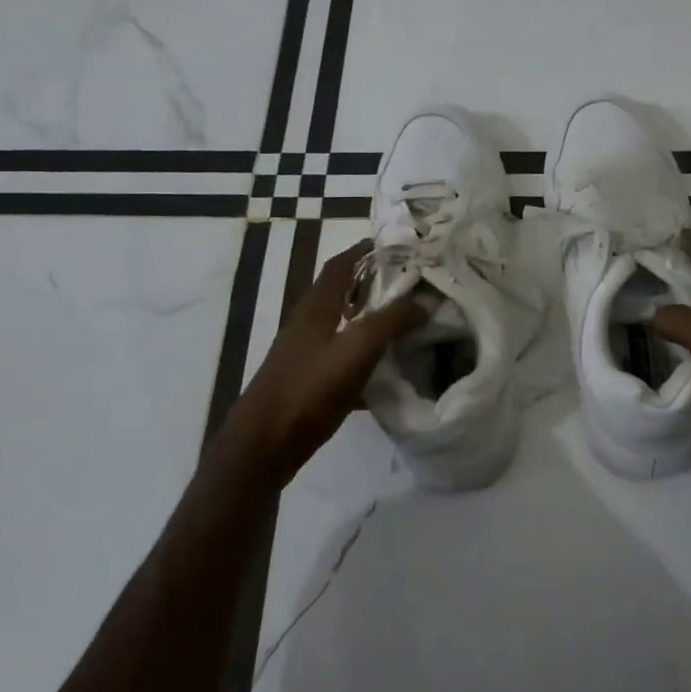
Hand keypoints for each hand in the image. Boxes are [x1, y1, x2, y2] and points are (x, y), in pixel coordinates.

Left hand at [214, 241, 425, 490]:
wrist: (264, 446)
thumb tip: (426, 299)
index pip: (341, 265)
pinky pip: (344, 361)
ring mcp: (307, 355)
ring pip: (345, 328)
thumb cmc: (308, 389)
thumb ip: (392, 321)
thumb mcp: (357, 349)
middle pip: (343, 294)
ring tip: (409, 323)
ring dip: (373, 321)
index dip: (365, 250)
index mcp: (316, 307)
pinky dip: (367, 359)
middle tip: (413, 284)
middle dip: (375, 285)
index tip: (398, 245)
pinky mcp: (310, 383)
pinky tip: (390, 373)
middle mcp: (309, 325)